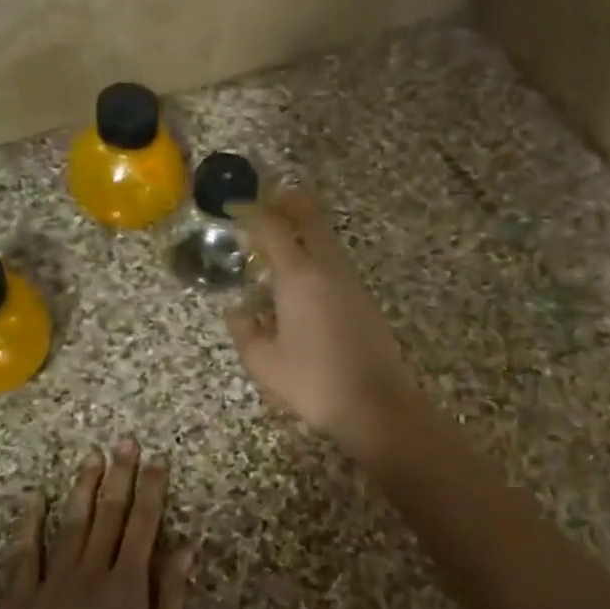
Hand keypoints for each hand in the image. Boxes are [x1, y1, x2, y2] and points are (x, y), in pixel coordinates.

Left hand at [0, 440, 192, 608]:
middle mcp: (92, 572)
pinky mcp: (21, 601)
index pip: (144, 524)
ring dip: (83, 489)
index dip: (152, 489)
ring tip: (92, 459)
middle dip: (120, 476)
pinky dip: (29, 526)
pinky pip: (24, 556)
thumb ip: (171, 595)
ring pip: (71, 524)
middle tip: (125, 443)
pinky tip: (34, 500)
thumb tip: (185, 547)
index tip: (157, 460)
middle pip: (109, 515)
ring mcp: (53, 584)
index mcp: (129, 584)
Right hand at [226, 189, 423, 458]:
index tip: (233, 207)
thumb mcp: (265, 363)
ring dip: (301, 231)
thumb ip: (245, 331)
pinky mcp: (364, 299)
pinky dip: (313, 255)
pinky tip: (299, 282)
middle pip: (310, 216)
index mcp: (299, 276)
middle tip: (262, 207)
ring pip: (325, 238)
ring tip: (275, 247)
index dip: (251, 211)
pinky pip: (334, 261)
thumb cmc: (314, 383)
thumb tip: (239, 311)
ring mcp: (351, 281)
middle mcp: (328, 268)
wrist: (376, 405)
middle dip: (284, 203)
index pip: (273, 227)